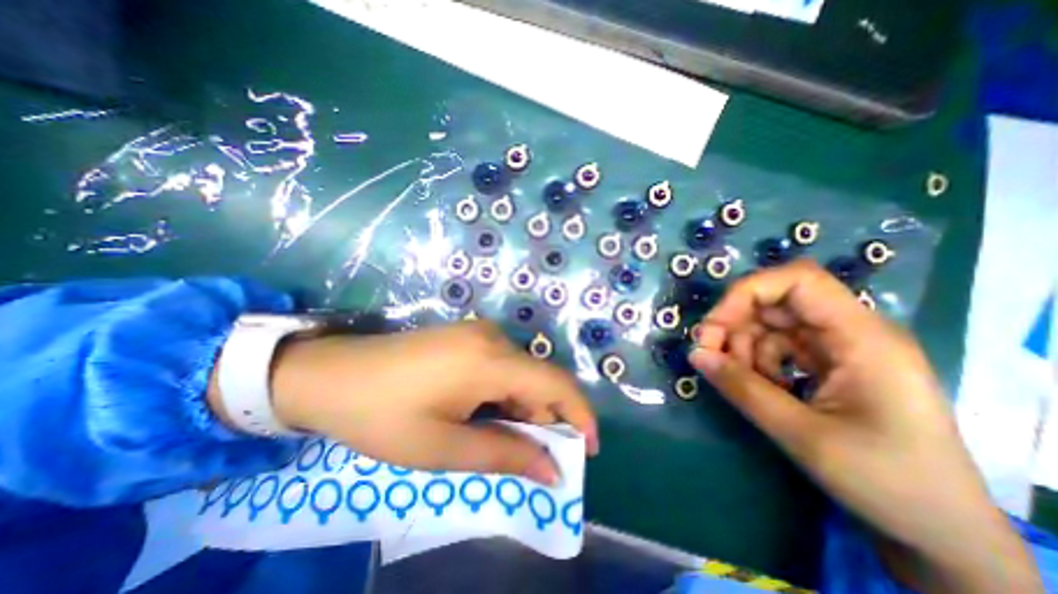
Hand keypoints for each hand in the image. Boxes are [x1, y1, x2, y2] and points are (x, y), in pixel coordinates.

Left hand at [261, 323, 594, 484]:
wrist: (332, 374)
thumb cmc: (383, 415)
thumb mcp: (443, 447)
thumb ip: (504, 455)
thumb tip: (552, 471)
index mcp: (491, 360)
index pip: (555, 383)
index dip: (579, 414)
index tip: (587, 449)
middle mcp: (493, 337)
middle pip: (539, 378)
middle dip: (547, 417)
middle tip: (535, 457)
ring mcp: (479, 332)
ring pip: (522, 371)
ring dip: (524, 406)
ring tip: (504, 438)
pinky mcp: (467, 335)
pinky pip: (503, 364)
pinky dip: (507, 392)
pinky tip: (487, 412)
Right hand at [687, 263, 1039, 593]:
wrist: (940, 531)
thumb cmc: (886, 482)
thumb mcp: (802, 435)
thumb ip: (742, 389)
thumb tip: (695, 355)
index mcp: (861, 337)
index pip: (797, 280)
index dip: (747, 292)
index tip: (714, 325)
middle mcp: (850, 332)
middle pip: (775, 302)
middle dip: (734, 323)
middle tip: (709, 354)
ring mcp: (839, 348)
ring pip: (770, 324)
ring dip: (742, 346)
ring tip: (737, 380)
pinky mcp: (828, 364)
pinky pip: (777, 346)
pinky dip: (756, 361)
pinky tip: (759, 387)